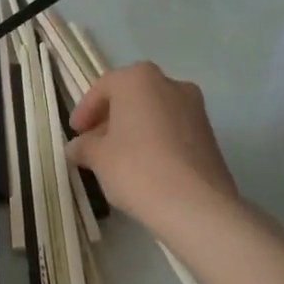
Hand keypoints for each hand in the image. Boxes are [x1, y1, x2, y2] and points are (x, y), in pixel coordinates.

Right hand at [66, 62, 237, 226]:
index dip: (85, 110)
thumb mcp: (98, 158)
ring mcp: (195, 108)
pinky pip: (172, 129)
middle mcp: (170, 84)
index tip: (75, 132)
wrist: (195, 204)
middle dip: (110, 118)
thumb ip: (83, 146)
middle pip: (132, 96)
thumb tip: (77, 147)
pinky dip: (154, 140)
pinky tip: (143, 166)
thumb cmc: (136, 169)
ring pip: (154, 112)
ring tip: (117, 158)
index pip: (104, 87)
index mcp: (139, 79)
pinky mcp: (209, 133)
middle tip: (93, 143)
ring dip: (133, 129)